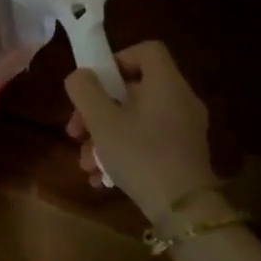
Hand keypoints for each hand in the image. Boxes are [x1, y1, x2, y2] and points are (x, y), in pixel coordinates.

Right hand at [64, 42, 219, 226]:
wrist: (183, 209)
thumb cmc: (140, 155)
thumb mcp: (101, 120)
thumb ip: (84, 90)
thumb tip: (81, 76)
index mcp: (166, 84)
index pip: (147, 50)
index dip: (117, 59)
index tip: (95, 85)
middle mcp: (180, 100)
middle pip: (134, 90)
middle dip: (97, 110)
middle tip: (75, 133)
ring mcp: (185, 130)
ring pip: (136, 120)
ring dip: (104, 137)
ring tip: (85, 163)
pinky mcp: (184, 155)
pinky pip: (148, 141)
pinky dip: (123, 152)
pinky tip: (102, 178)